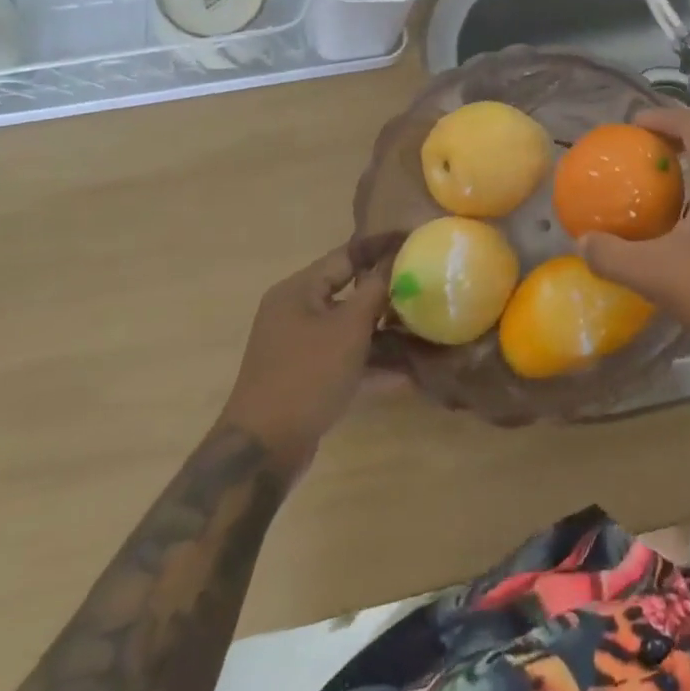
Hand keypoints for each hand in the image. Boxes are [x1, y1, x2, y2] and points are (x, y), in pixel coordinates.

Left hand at [218, 233, 402, 466]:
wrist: (264, 450)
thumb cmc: (307, 375)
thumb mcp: (349, 328)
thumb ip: (375, 290)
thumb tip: (396, 262)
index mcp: (299, 290)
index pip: (346, 254)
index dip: (381, 247)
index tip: (414, 240)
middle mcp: (296, 312)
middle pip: (349, 290)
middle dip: (388, 291)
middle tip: (425, 286)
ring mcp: (300, 346)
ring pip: (350, 326)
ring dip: (385, 328)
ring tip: (424, 327)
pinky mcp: (307, 376)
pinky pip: (346, 356)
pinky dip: (372, 359)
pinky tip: (408, 370)